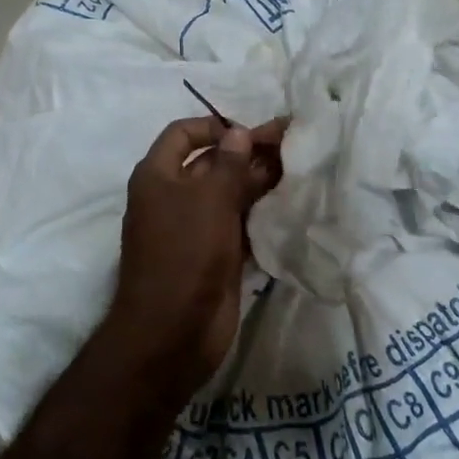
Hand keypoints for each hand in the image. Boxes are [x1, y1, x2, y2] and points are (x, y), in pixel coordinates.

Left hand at [103, 115, 286, 396]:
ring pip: (229, 193)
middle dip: (248, 152)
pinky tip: (291, 203)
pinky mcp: (215, 254)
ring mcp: (195, 227)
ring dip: (259, 181)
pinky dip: (261, 212)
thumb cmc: (185, 253)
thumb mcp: (208, 199)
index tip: (251, 131)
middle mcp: (174, 196)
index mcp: (158, 175)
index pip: (183, 134)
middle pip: (212, 162)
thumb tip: (239, 133)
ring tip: (300, 168)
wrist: (173, 332)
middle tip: (293, 144)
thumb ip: (228, 163)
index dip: (215, 126)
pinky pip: (240, 223)